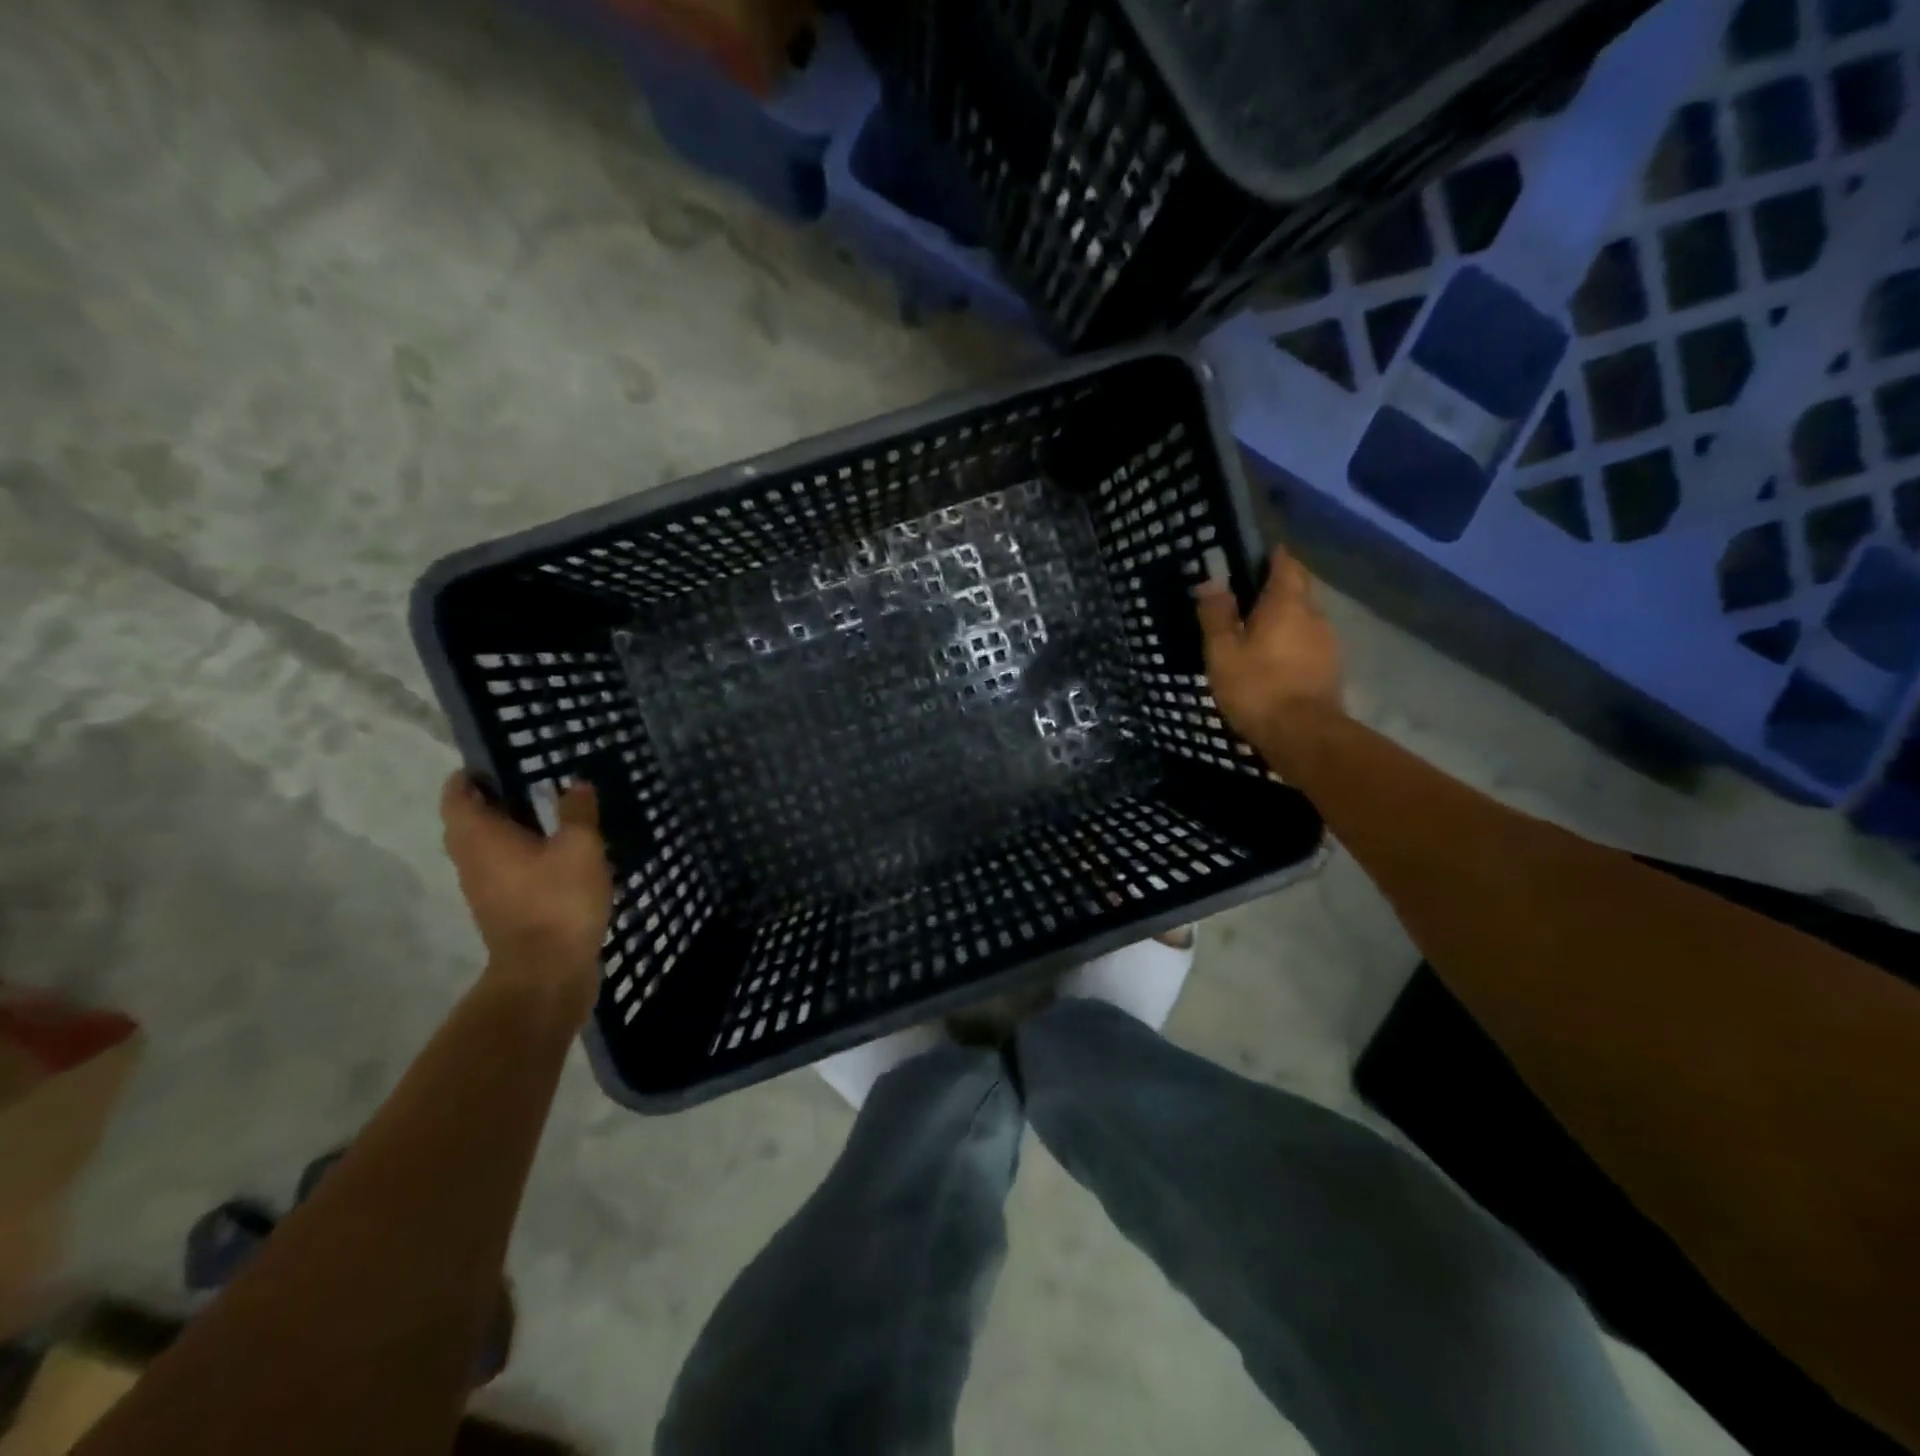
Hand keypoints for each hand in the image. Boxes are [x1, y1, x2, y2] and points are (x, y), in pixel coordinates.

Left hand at [441, 773, 611, 1023]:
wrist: (546, 972)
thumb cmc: (558, 900)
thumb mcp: (580, 847)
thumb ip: (577, 812)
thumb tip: (575, 785)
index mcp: (481, 836)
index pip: (458, 794)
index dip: (473, 774)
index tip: (500, 760)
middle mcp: (472, 858)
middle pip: (471, 819)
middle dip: (496, 798)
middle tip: (533, 781)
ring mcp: (484, 887)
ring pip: (488, 845)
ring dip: (511, 827)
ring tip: (552, 814)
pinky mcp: (502, 907)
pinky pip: (505, 867)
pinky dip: (522, 852)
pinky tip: (558, 852)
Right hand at [1196, 547, 1344, 752]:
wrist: (1303, 736)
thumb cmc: (1257, 688)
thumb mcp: (1223, 653)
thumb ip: (1217, 616)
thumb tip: (1211, 582)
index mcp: (1287, 604)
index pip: (1287, 564)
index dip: (1272, 556)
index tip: (1253, 557)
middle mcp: (1314, 616)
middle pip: (1296, 592)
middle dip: (1274, 592)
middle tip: (1243, 602)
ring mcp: (1327, 644)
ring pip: (1302, 621)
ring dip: (1281, 623)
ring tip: (1253, 636)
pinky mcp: (1329, 670)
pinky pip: (1306, 646)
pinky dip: (1289, 646)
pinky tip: (1270, 663)